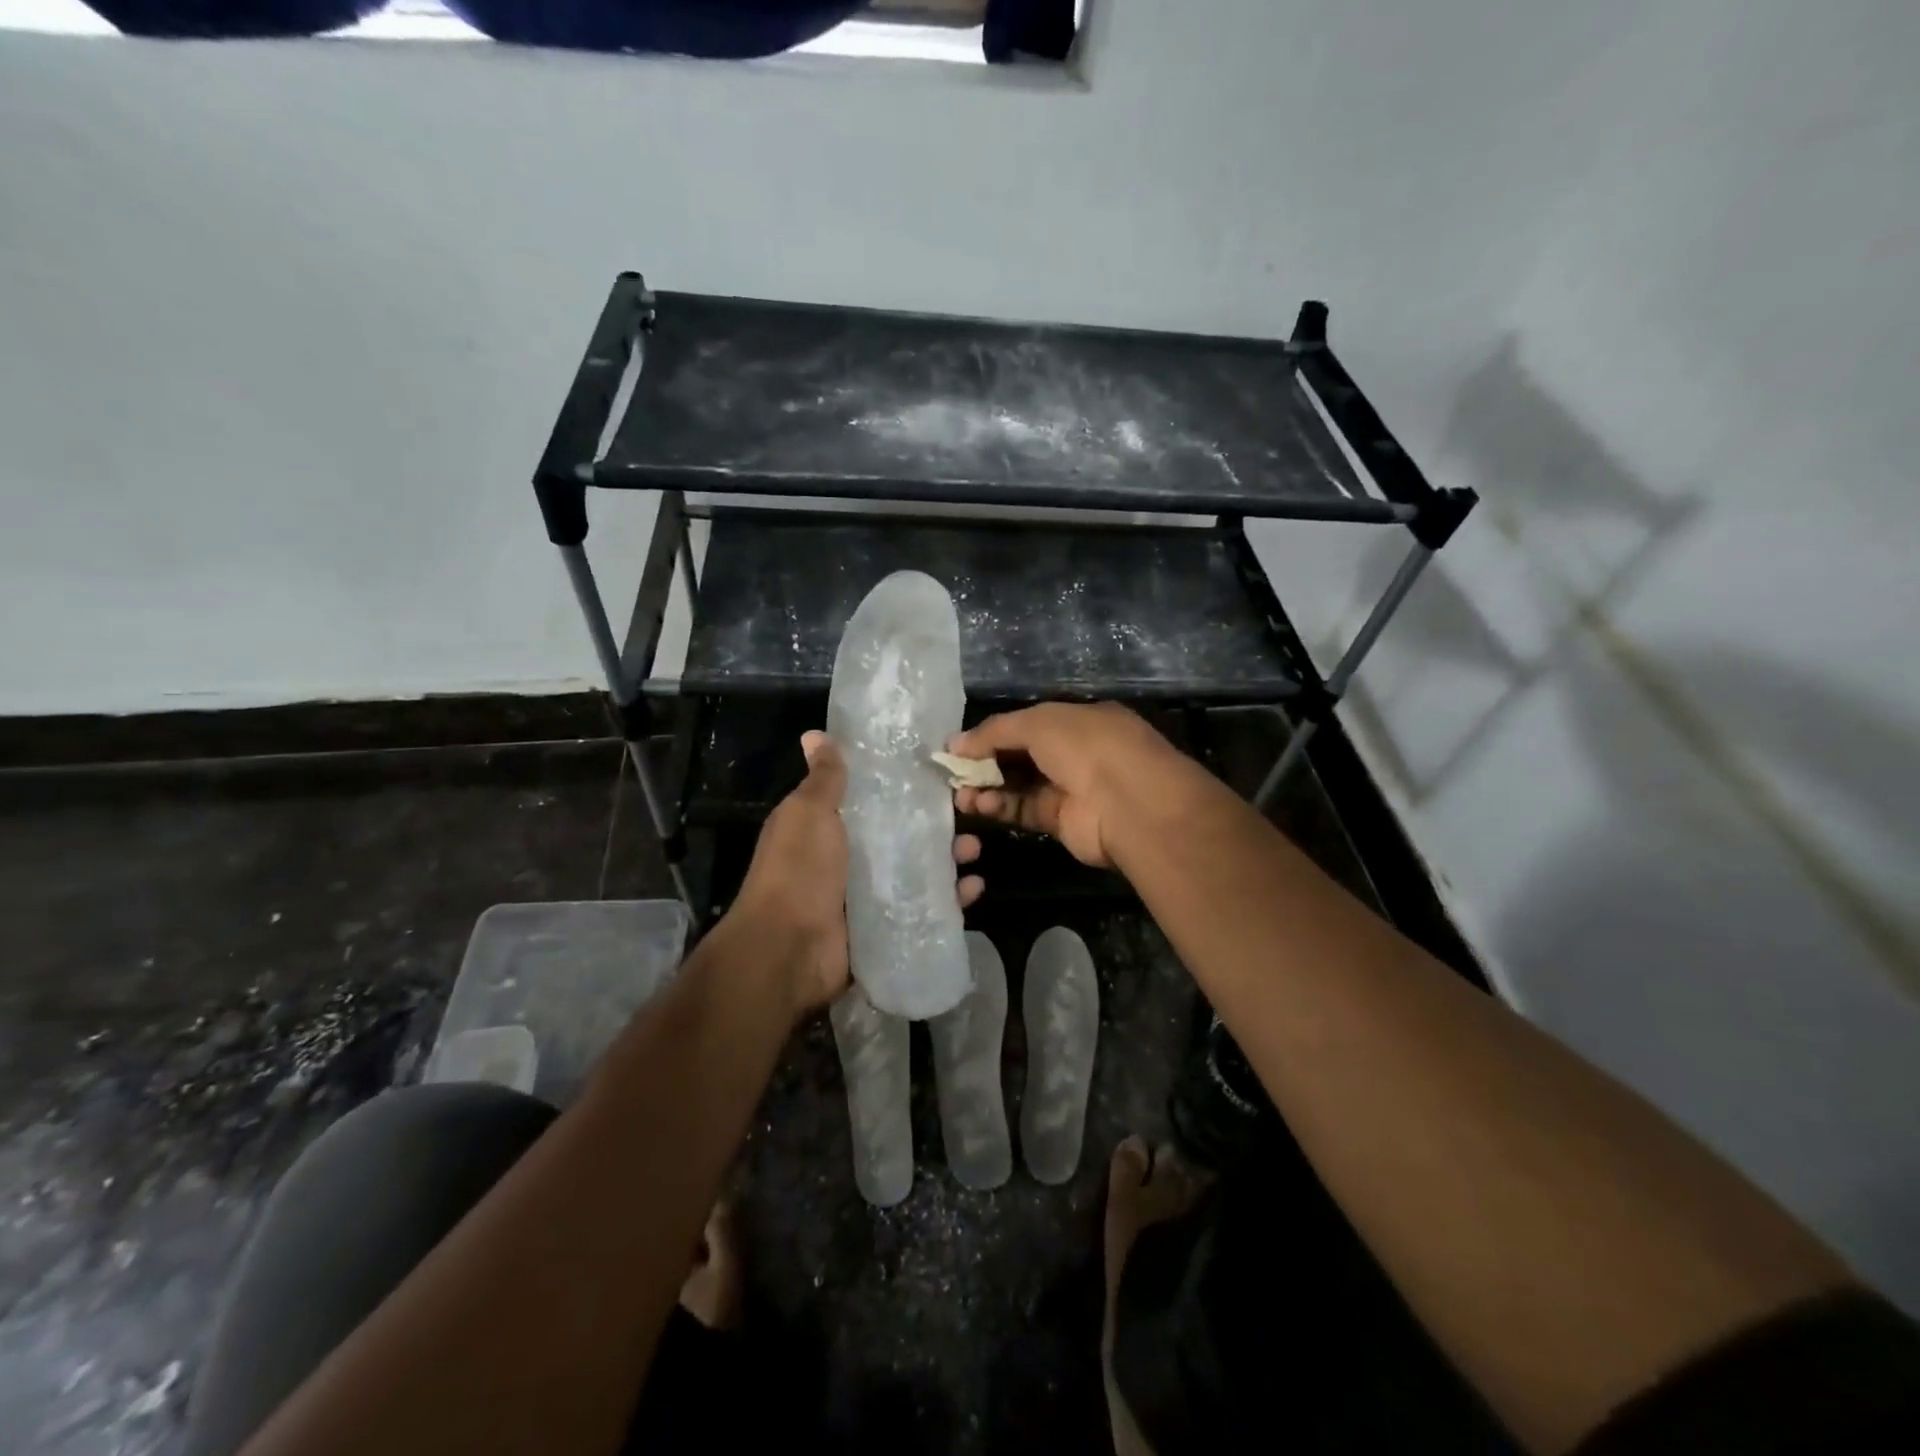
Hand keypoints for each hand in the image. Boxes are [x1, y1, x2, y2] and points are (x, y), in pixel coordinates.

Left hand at [729, 731, 985, 1015]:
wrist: (788, 950)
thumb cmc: (798, 871)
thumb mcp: (808, 814)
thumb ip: (823, 779)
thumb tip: (815, 734)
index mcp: (825, 827)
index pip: (870, 799)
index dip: (900, 785)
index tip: (934, 770)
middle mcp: (847, 859)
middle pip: (899, 835)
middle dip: (933, 824)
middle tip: (965, 811)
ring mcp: (866, 895)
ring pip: (916, 871)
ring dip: (947, 859)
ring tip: (973, 848)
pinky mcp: (885, 927)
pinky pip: (923, 909)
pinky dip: (949, 899)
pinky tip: (973, 888)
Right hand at [947, 703, 1192, 868]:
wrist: (1129, 803)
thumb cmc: (1087, 746)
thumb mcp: (1038, 722)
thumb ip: (994, 731)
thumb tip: (955, 743)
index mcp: (1079, 719)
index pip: (1029, 723)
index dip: (993, 732)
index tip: (960, 745)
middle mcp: (1077, 752)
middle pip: (1022, 754)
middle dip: (986, 761)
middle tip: (953, 771)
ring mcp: (1072, 788)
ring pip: (1020, 785)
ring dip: (988, 787)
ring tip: (959, 792)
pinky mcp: (1064, 821)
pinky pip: (1025, 810)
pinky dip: (1001, 806)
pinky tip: (979, 804)